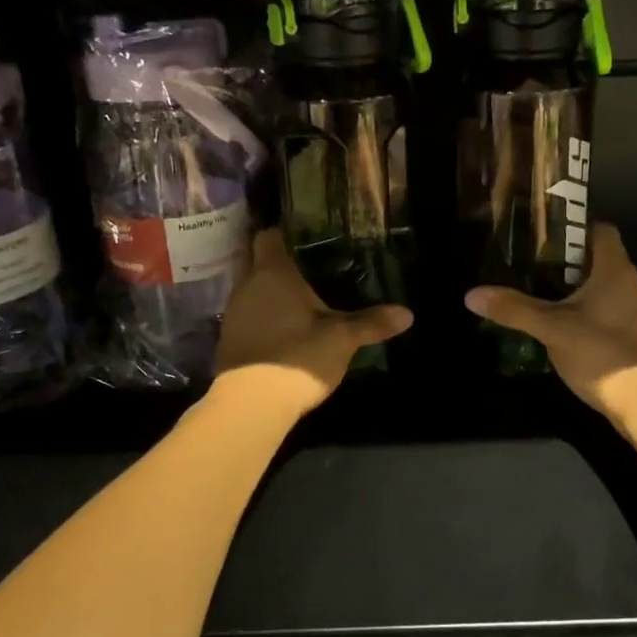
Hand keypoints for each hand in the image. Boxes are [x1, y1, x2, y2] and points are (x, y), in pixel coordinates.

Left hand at [214, 230, 412, 419]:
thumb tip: (408, 313)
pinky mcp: (228, 341)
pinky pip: (248, 317)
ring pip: (253, 292)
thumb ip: (371, 322)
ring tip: (301, 300)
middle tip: (312, 269)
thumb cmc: (298, 356)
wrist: (251, 404)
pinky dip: (264, 318)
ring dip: (271, 295)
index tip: (305, 236)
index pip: (269, 236)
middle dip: (281, 265)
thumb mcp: (342, 339)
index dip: (284, 233)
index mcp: (272, 273)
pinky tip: (285, 329)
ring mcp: (233, 315)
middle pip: (259, 263)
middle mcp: (247, 286)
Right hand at [464, 223, 636, 414]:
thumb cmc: (602, 352)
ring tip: (536, 295)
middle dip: (563, 262)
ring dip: (571, 290)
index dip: (571, 228)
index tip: (541, 238)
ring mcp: (634, 312)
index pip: (600, 230)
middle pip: (595, 259)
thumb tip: (471, 295)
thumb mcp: (551, 329)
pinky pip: (604, 311)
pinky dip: (582, 313)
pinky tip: (558, 327)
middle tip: (528, 267)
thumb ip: (514, 309)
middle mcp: (629, 284)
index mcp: (614, 269)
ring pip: (599, 288)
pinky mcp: (631, 336)